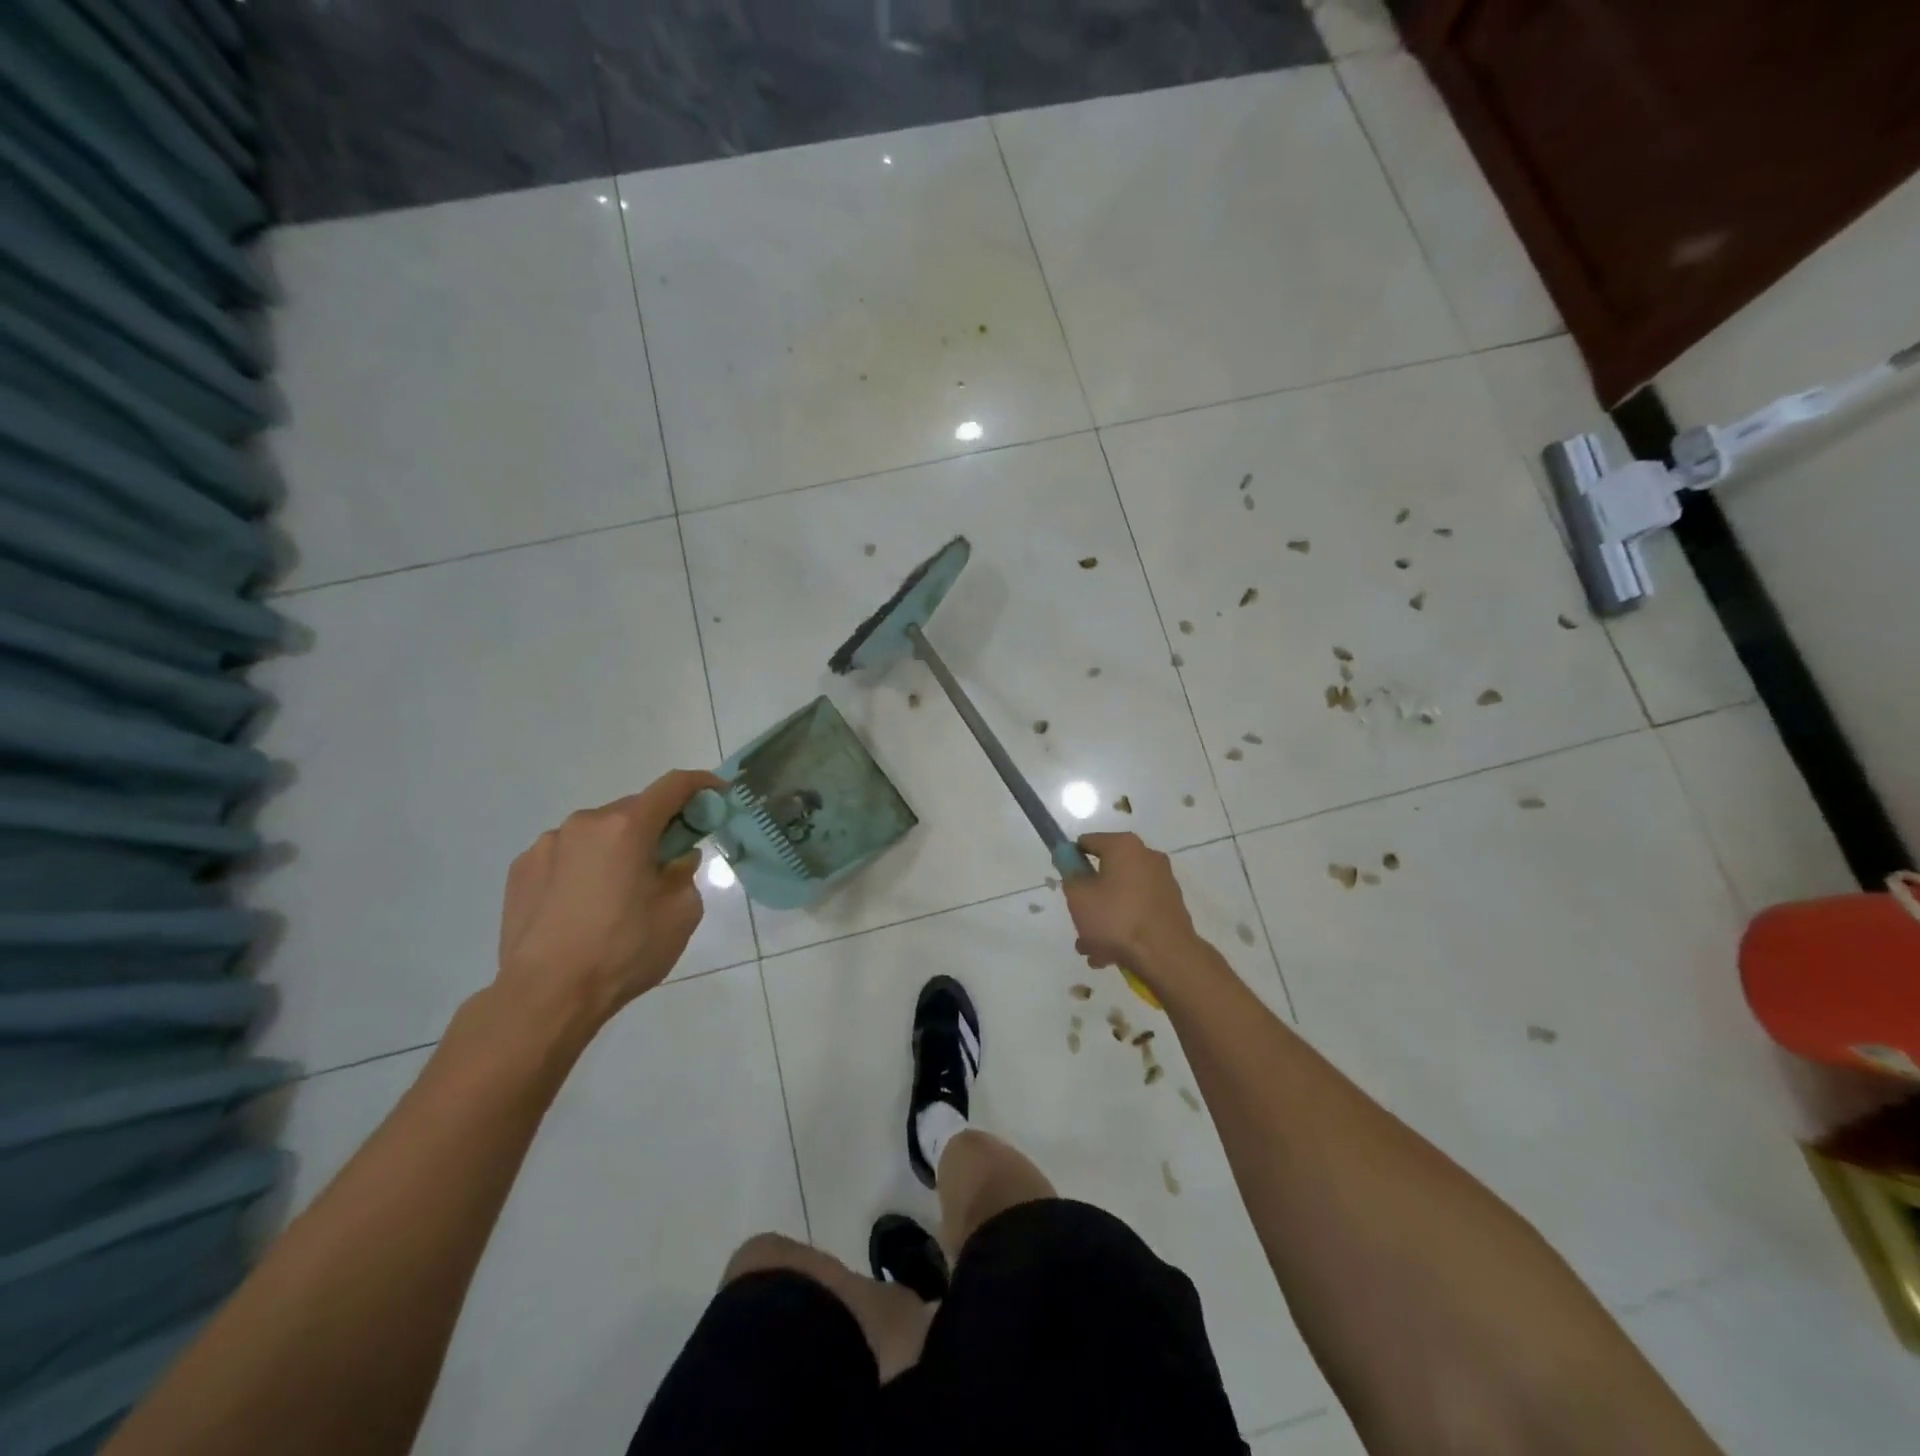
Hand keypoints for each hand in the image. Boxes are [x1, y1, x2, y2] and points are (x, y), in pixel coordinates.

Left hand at [495, 770, 725, 1028]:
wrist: (546, 995)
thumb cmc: (624, 950)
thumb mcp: (681, 913)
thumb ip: (685, 873)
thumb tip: (676, 858)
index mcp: (627, 827)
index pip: (673, 786)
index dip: (701, 783)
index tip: (717, 793)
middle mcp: (585, 823)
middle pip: (633, 810)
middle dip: (656, 826)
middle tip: (668, 860)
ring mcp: (547, 844)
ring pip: (597, 833)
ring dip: (617, 847)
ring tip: (619, 892)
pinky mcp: (521, 870)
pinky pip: (566, 855)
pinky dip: (584, 866)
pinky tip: (583, 904)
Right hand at [1063, 833, 1201, 988]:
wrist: (1166, 955)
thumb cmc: (1116, 918)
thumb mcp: (1079, 896)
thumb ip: (1070, 875)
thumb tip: (1072, 866)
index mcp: (1124, 846)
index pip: (1087, 842)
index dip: (1071, 861)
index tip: (1066, 883)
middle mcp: (1147, 856)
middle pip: (1106, 872)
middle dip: (1089, 898)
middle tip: (1079, 921)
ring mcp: (1163, 882)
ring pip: (1121, 896)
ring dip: (1104, 918)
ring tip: (1093, 948)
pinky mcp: (1172, 905)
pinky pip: (1138, 910)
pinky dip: (1124, 925)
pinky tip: (1112, 953)